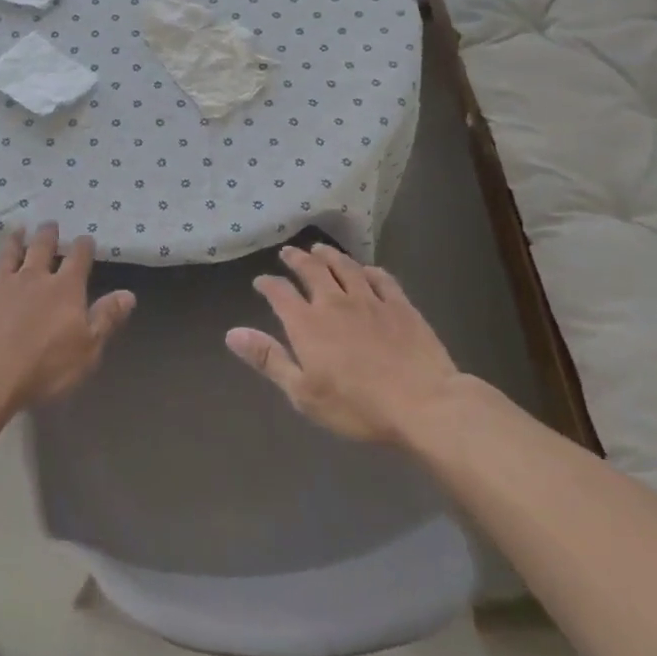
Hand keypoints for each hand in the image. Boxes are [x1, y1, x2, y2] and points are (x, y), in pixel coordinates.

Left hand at [0, 225, 135, 416]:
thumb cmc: (44, 367)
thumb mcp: (88, 349)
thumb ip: (106, 319)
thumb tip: (128, 294)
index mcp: (64, 290)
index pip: (78, 260)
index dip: (83, 247)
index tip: (86, 238)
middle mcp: (32, 278)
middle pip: (41, 249)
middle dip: (48, 235)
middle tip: (50, 223)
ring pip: (8, 255)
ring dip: (13, 242)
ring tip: (17, 230)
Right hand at [227, 244, 461, 446]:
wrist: (424, 404)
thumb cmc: (357, 406)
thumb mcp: (303, 392)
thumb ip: (268, 359)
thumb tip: (232, 333)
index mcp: (307, 323)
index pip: (279, 293)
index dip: (268, 284)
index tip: (261, 281)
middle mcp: (334, 303)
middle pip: (311, 270)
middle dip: (296, 259)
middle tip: (288, 252)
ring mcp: (370, 301)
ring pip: (345, 267)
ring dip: (330, 256)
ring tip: (320, 249)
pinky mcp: (401, 306)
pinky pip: (382, 279)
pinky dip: (369, 271)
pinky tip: (367, 270)